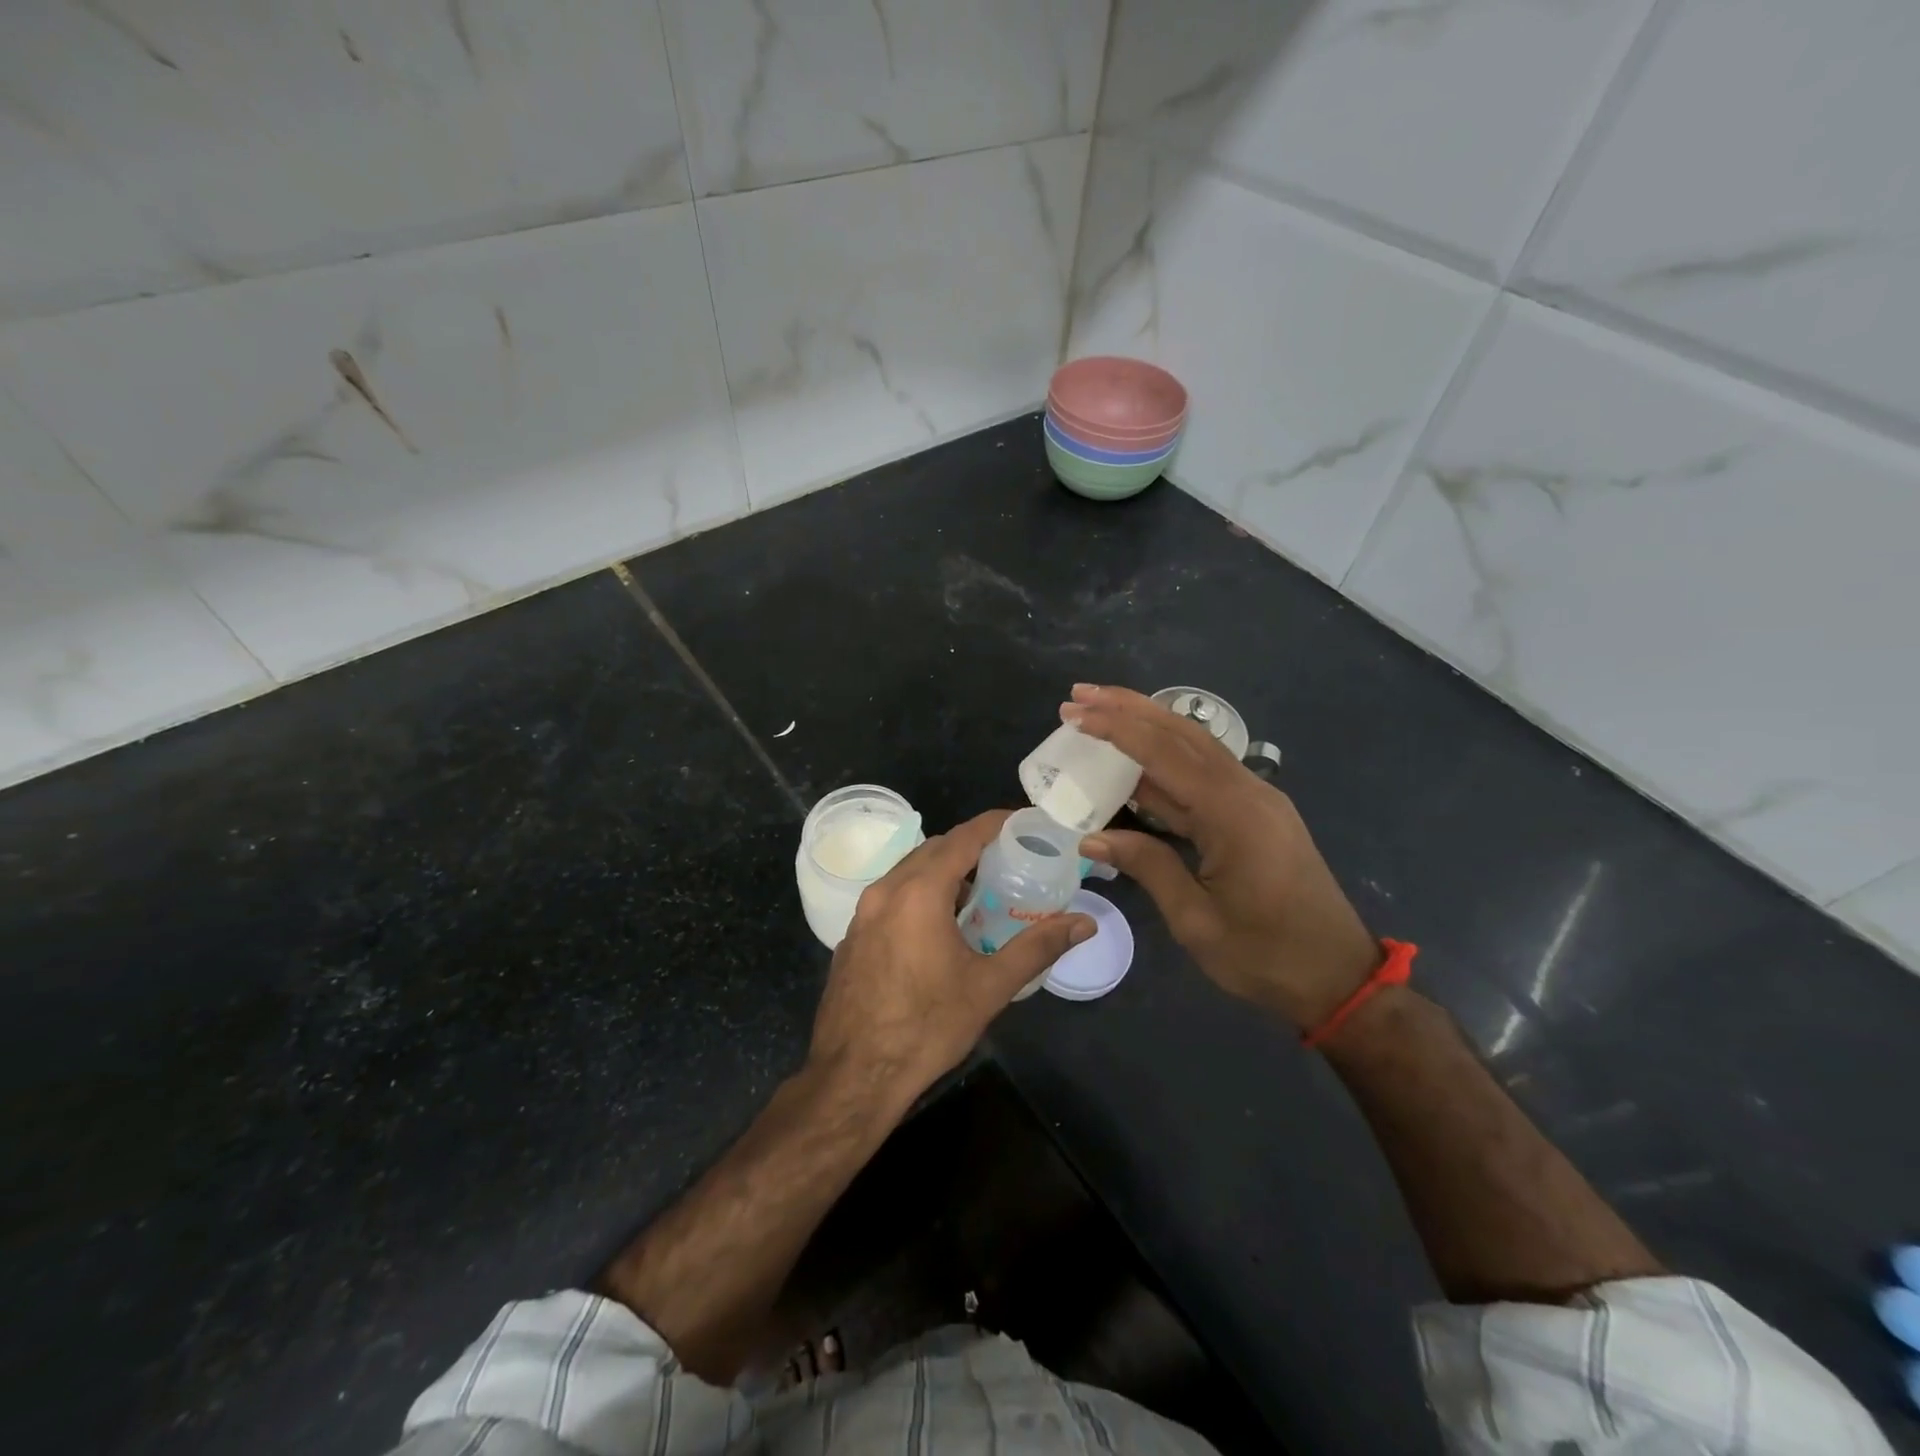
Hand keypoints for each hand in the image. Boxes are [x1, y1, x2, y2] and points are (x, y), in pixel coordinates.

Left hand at [810, 810, 1094, 1101]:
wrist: (853, 1076)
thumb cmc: (926, 1027)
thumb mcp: (989, 987)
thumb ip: (1038, 947)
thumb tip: (1084, 924)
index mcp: (919, 892)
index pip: (963, 837)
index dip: (995, 824)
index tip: (1024, 822)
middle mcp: (885, 890)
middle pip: (934, 849)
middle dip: (971, 847)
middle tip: (1008, 861)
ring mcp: (862, 913)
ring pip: (908, 871)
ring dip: (944, 871)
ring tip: (980, 893)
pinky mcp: (852, 936)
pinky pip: (891, 895)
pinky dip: (919, 893)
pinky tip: (939, 926)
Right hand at [1064, 684, 1378, 1031]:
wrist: (1340, 978)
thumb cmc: (1265, 957)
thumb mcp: (1196, 920)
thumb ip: (1147, 866)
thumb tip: (1091, 838)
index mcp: (1233, 814)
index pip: (1164, 754)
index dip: (1116, 729)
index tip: (1074, 714)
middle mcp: (1248, 792)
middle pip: (1183, 734)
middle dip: (1129, 709)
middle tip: (1079, 695)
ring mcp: (1257, 799)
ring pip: (1196, 747)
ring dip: (1148, 726)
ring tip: (1100, 711)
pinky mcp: (1258, 813)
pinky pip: (1206, 773)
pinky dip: (1167, 759)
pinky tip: (1138, 760)